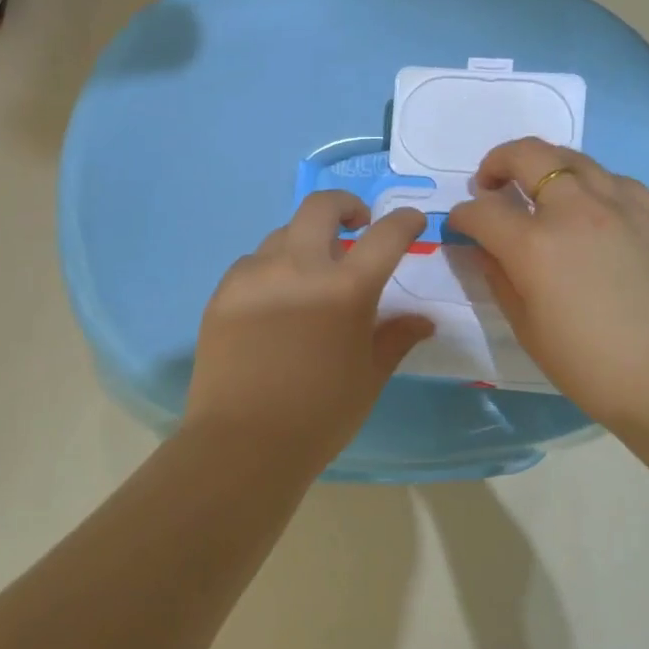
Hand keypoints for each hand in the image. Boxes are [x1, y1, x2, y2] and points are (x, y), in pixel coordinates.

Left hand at [185, 192, 434, 469]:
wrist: (242, 443)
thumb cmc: (319, 415)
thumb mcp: (369, 377)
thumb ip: (396, 337)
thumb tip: (424, 320)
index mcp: (345, 289)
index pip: (386, 235)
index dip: (405, 221)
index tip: (412, 222)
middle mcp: (299, 267)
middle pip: (321, 207)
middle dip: (345, 205)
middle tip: (356, 224)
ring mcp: (255, 275)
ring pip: (283, 234)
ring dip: (304, 242)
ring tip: (310, 274)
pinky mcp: (224, 291)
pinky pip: (253, 263)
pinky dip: (272, 268)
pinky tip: (274, 300)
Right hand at [447, 138, 648, 440]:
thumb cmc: (590, 366)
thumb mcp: (527, 327)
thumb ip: (498, 276)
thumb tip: (482, 247)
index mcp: (535, 245)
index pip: (482, 211)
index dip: (462, 215)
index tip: (461, 225)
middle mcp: (576, 210)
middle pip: (526, 155)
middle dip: (497, 163)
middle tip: (492, 185)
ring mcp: (623, 205)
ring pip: (573, 159)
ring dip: (545, 168)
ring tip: (542, 192)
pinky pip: (616, 181)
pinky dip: (592, 187)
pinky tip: (595, 212)